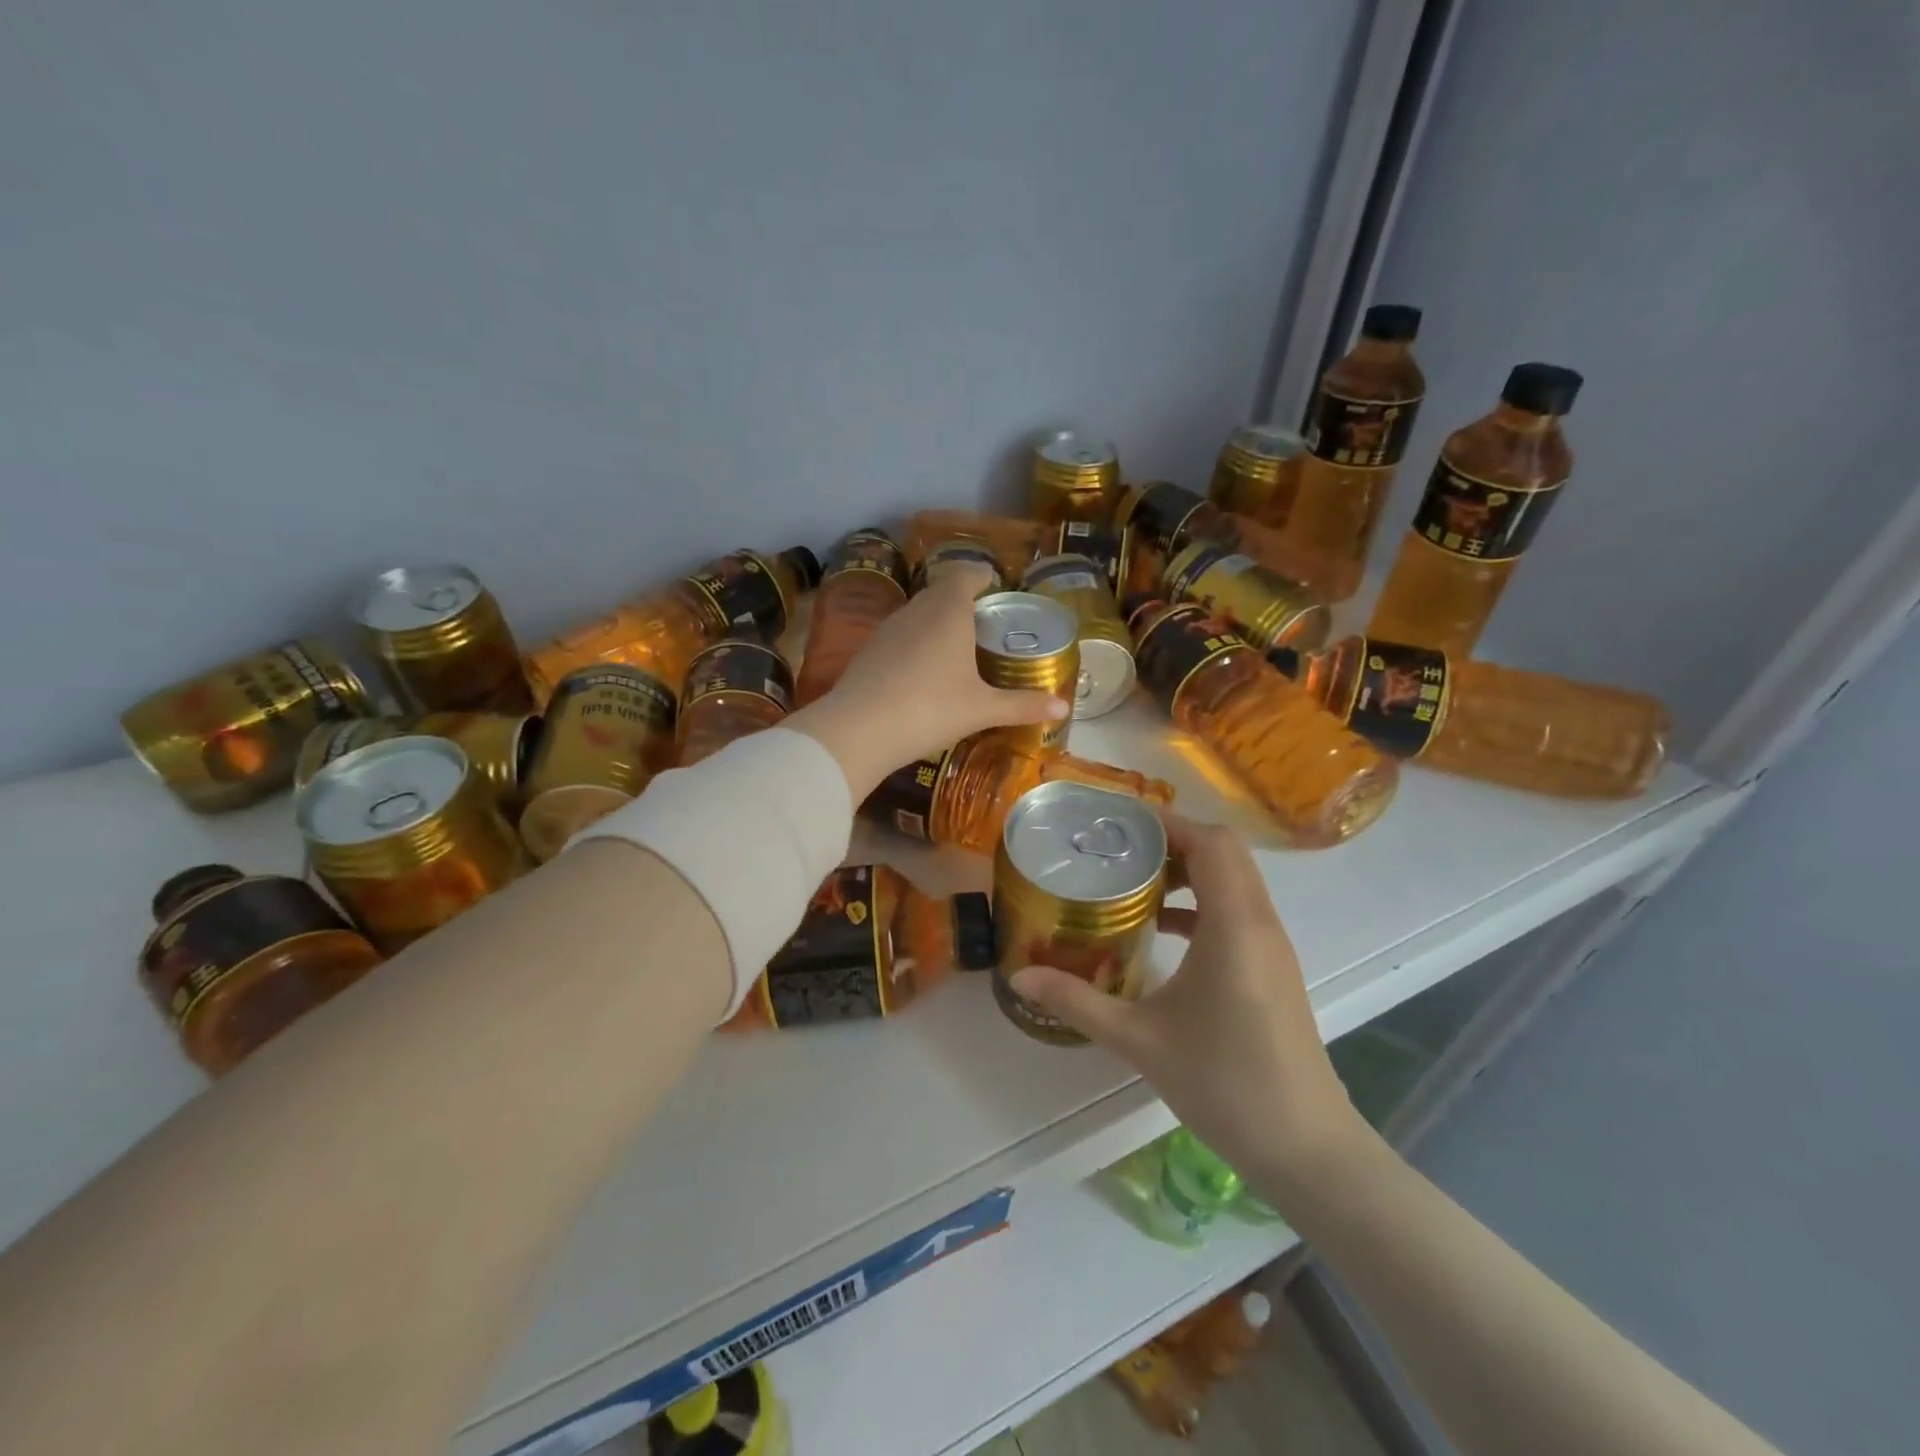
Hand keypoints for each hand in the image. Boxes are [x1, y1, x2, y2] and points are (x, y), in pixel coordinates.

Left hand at [787, 564, 1066, 799]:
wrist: (859, 730)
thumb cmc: (930, 709)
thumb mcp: (981, 709)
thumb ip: (1022, 705)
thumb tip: (1063, 706)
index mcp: (948, 611)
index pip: (965, 574)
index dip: (981, 575)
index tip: (995, 584)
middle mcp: (916, 610)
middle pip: (941, 592)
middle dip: (962, 600)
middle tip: (983, 622)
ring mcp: (887, 629)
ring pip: (917, 613)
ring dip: (936, 622)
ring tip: (956, 647)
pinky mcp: (868, 651)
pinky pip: (900, 636)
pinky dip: (916, 643)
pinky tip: (922, 672)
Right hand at [1009, 813, 1365, 1198]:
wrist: (1306, 1149)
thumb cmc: (1225, 1085)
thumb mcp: (1141, 1041)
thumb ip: (1078, 1002)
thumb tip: (1020, 979)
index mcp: (1234, 926)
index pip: (1210, 843)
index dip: (1166, 823)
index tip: (1117, 824)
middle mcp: (1260, 923)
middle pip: (1224, 852)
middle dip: (1171, 840)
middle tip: (1117, 849)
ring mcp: (1272, 946)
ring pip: (1234, 879)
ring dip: (1188, 870)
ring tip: (1133, 881)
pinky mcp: (1272, 967)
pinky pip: (1237, 909)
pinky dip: (1201, 902)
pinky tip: (1161, 929)